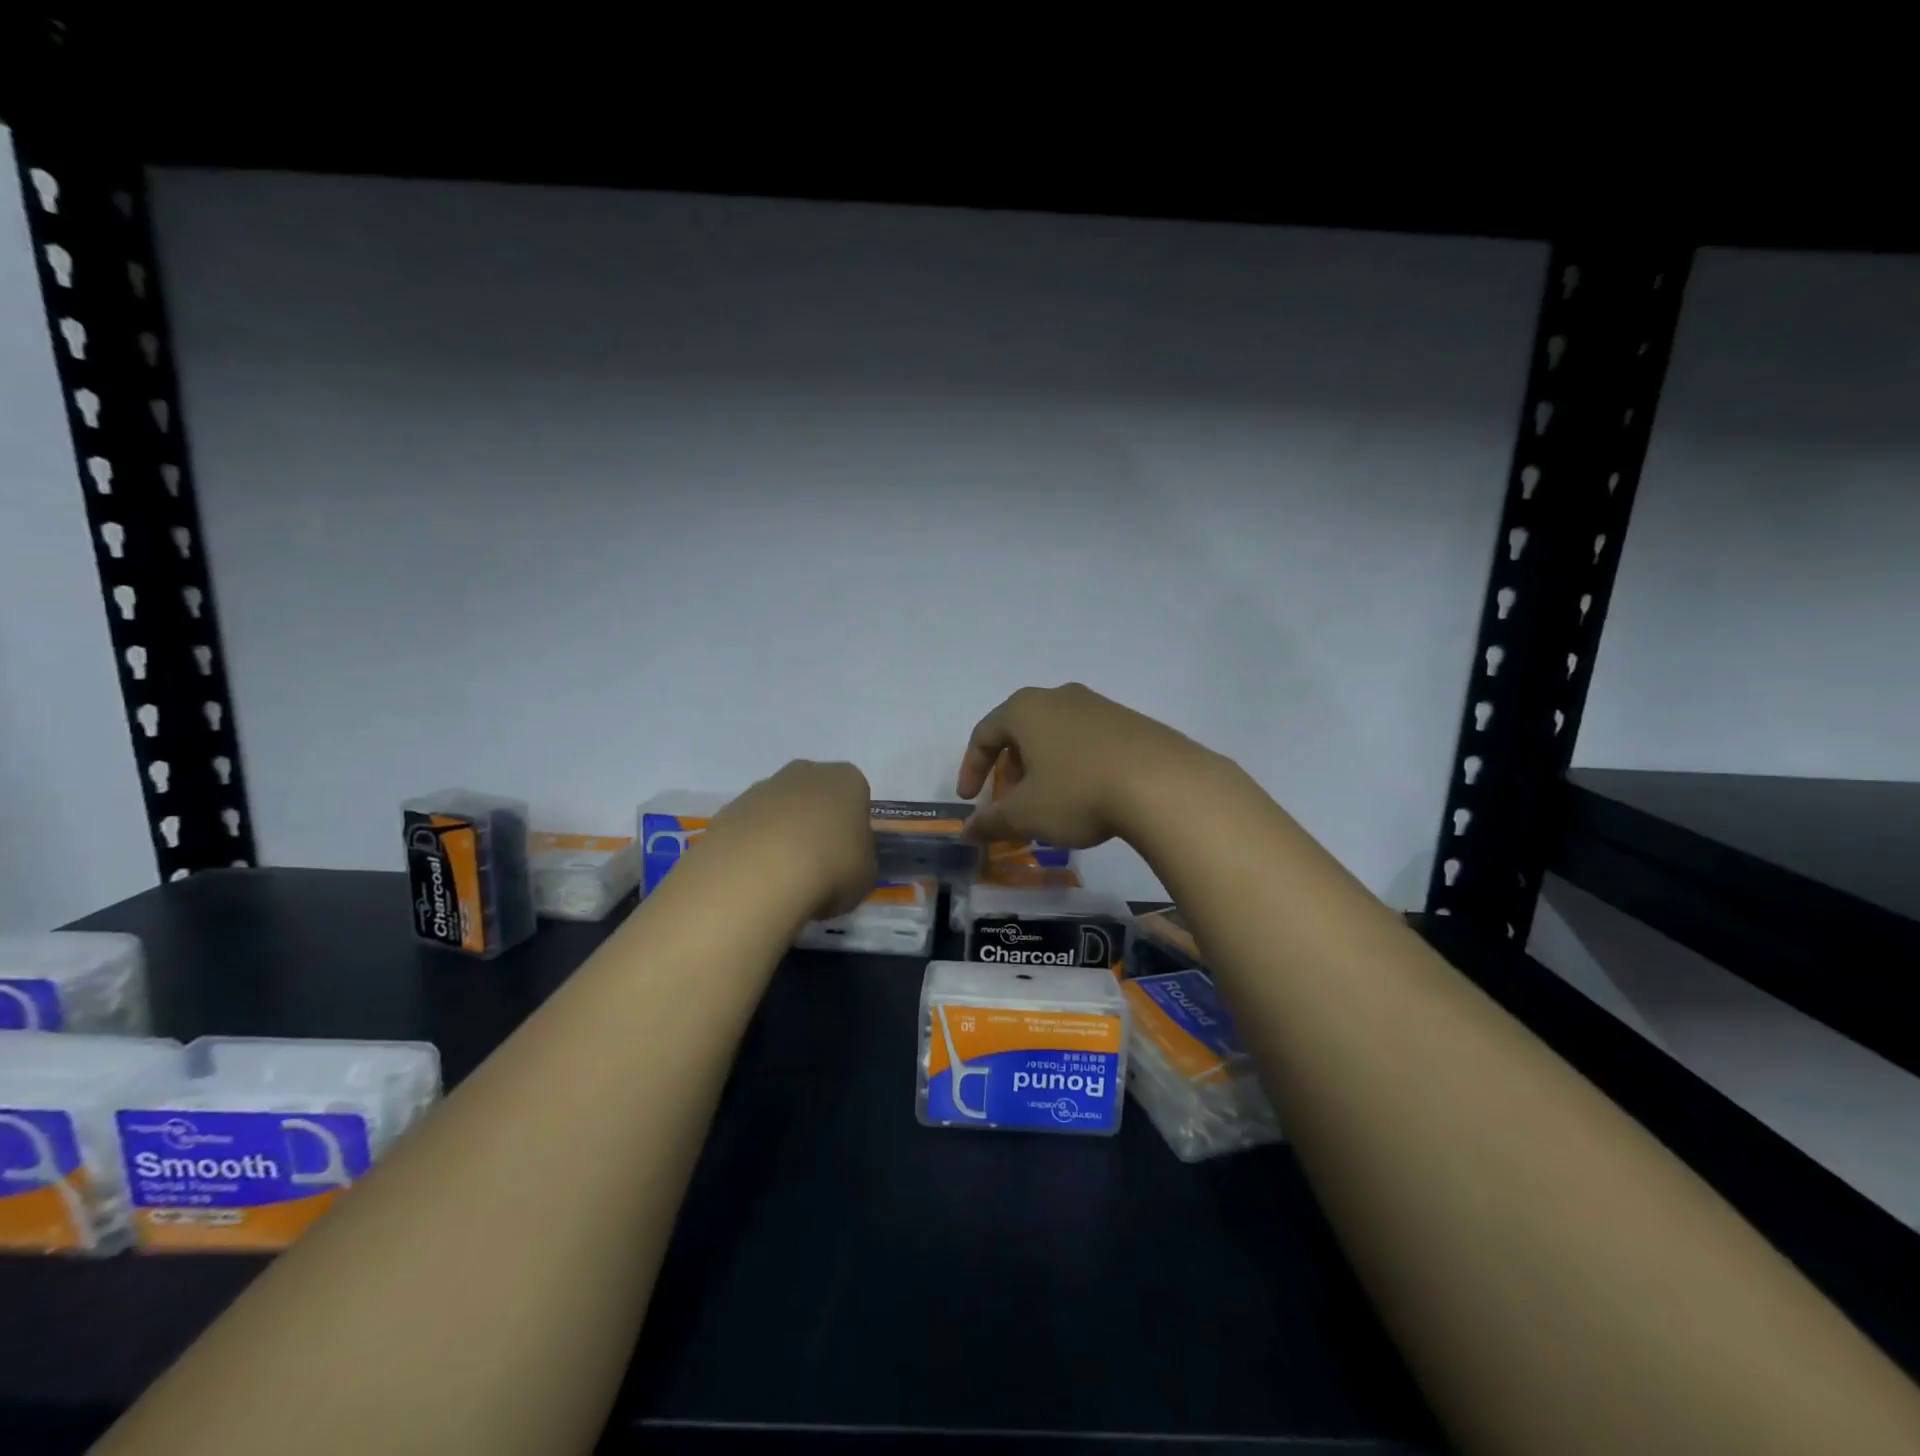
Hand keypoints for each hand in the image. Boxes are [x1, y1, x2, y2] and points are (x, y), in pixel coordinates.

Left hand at [701, 760, 875, 920]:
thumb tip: (847, 862)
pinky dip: (752, 850)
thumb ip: (860, 861)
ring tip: (781, 880)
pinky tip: (754, 880)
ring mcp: (761, 789)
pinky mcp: (727, 811)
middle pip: (814, 796)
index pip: (856, 797)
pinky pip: (748, 830)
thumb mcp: (866, 875)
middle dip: (814, 824)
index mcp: (846, 780)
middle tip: (816, 866)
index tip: (848, 857)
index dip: (852, 828)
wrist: (758, 875)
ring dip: (780, 837)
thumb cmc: (830, 868)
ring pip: (778, 811)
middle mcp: (804, 773)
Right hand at [956, 684, 1213, 847]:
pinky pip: (1088, 741)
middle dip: (1010, 769)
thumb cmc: (1077, 791)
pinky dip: (1075, 765)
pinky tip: (1089, 795)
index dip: (971, 768)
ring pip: (1056, 735)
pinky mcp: (1130, 722)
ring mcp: (1099, 706)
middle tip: (1012, 802)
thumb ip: (991, 821)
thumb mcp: (1026, 814)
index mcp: (1026, 709)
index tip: (970, 801)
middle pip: (1021, 731)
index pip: (984, 734)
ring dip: (1044, 768)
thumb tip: (967, 831)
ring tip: (1051, 803)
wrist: (1163, 783)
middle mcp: (1060, 696)